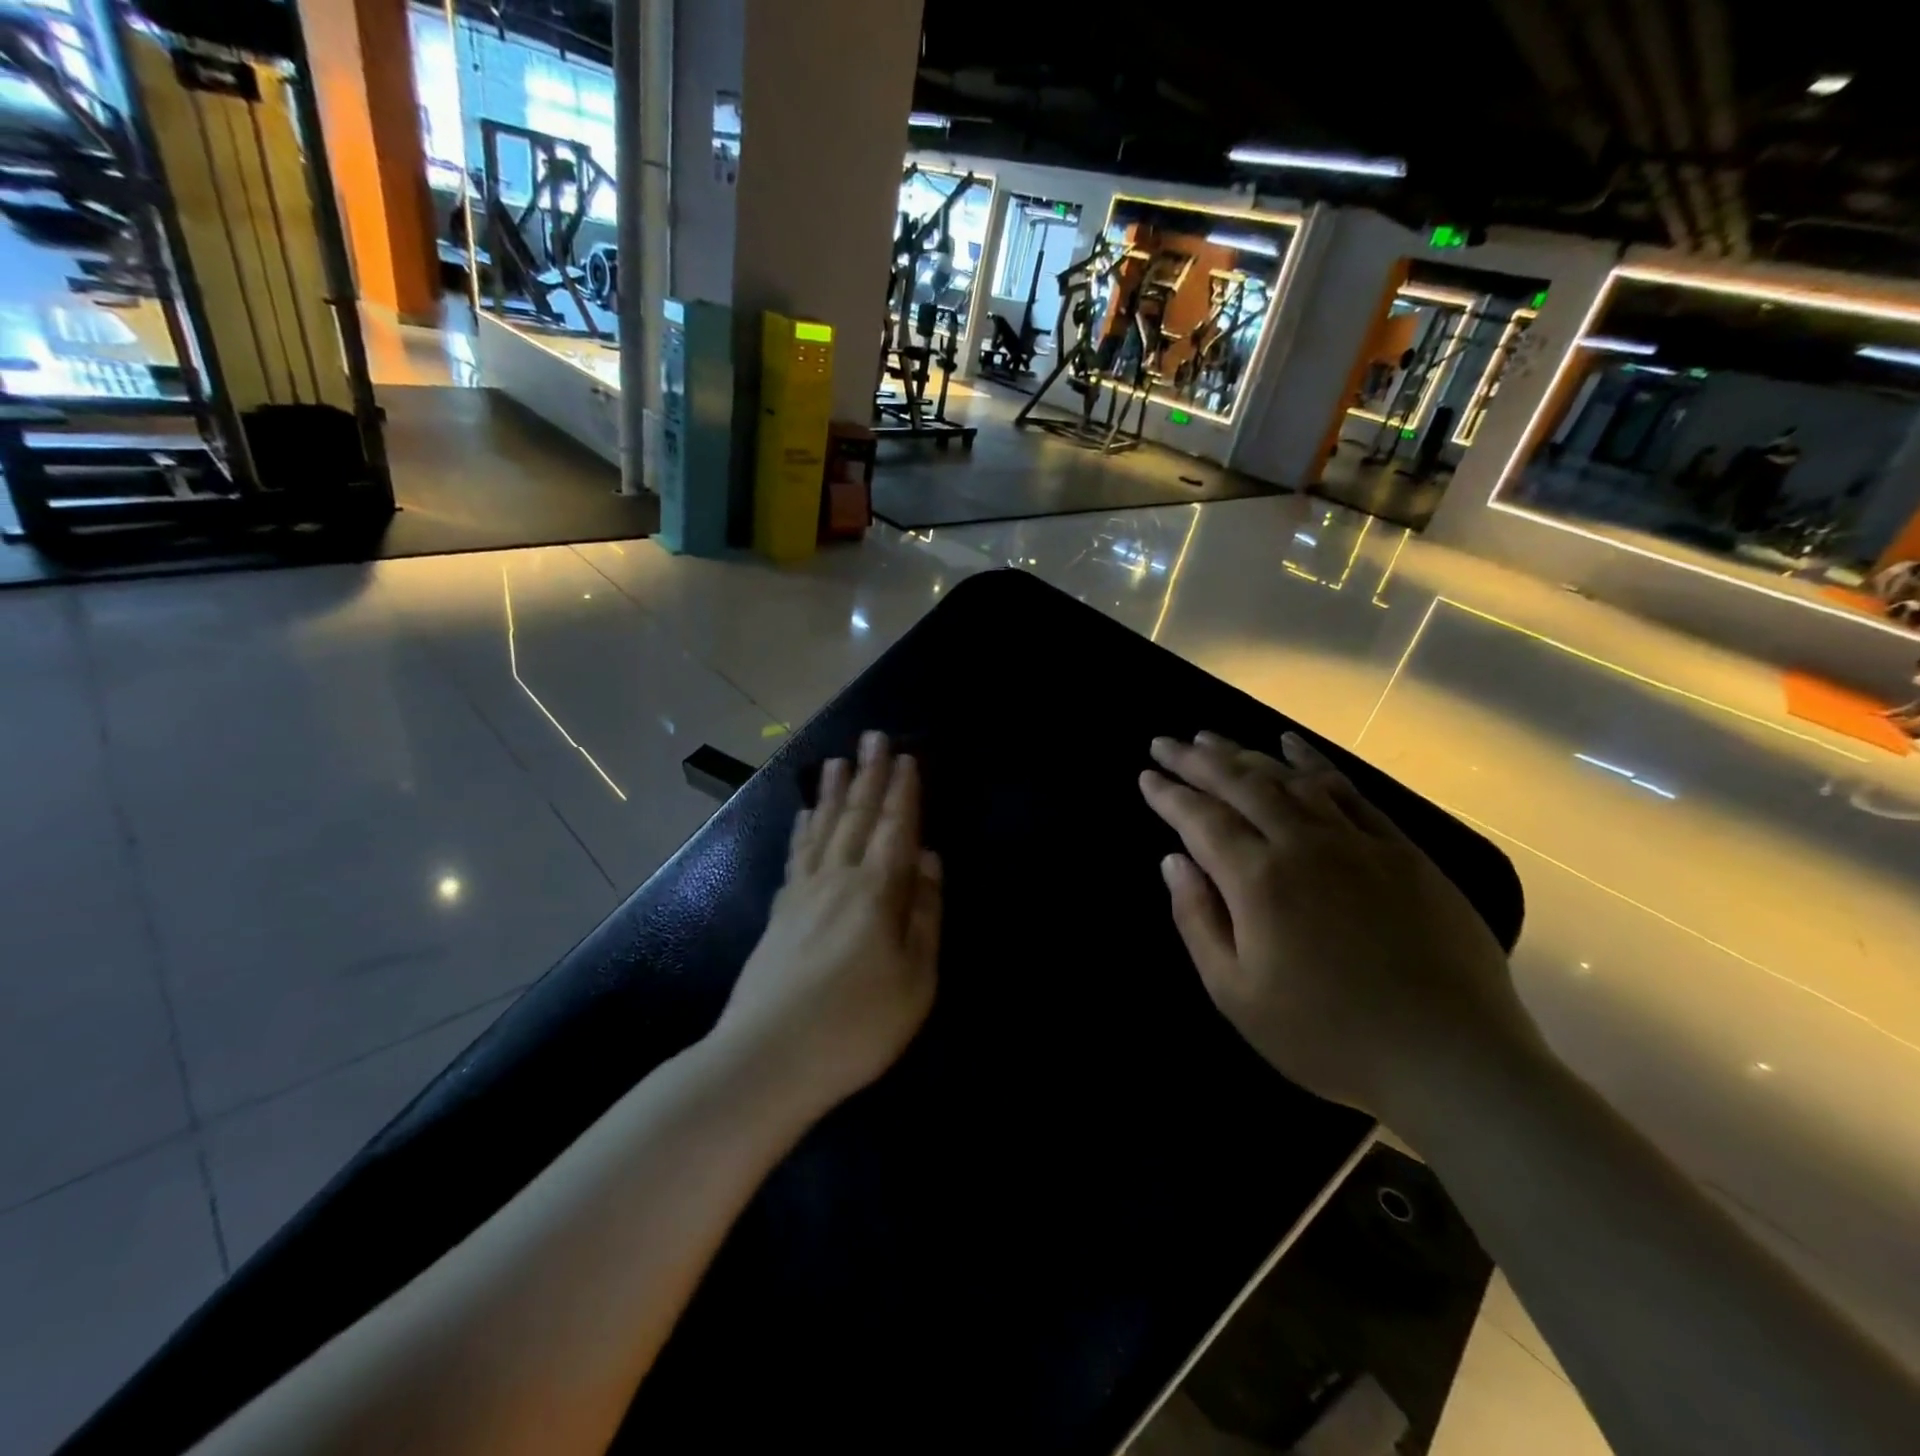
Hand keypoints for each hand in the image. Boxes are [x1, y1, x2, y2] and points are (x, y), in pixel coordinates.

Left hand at [714, 732, 941, 1113]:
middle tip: (875, 736)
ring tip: (838, 760)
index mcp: (877, 893)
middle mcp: (838, 880)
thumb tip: (929, 858)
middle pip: (858, 817)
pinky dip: (803, 829)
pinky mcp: (779, 914)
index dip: (904, 792)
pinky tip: (805, 815)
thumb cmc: (856, 1025)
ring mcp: (803, 894)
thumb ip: (924, 914)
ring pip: (823, 829)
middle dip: (870, 775)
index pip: (896, 829)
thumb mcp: (915, 980)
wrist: (766, 1060)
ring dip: (834, 792)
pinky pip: (796, 856)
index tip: (908, 757)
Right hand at [1139, 731, 1537, 1119]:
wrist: (1451, 1060)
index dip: (1169, 794)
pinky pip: (1350, 790)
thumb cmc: (1328, 1037)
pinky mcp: (1402, 850)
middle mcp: (1304, 843)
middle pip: (1240, 784)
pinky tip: (1292, 745)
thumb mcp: (1236, 994)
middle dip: (1196, 760)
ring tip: (1212, 738)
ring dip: (1245, 753)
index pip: (1201, 819)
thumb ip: (1198, 920)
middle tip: (1165, 742)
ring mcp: (1357, 841)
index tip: (1145, 775)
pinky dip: (1314, 762)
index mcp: (1259, 880)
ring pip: (1289, 778)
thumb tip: (1175, 861)